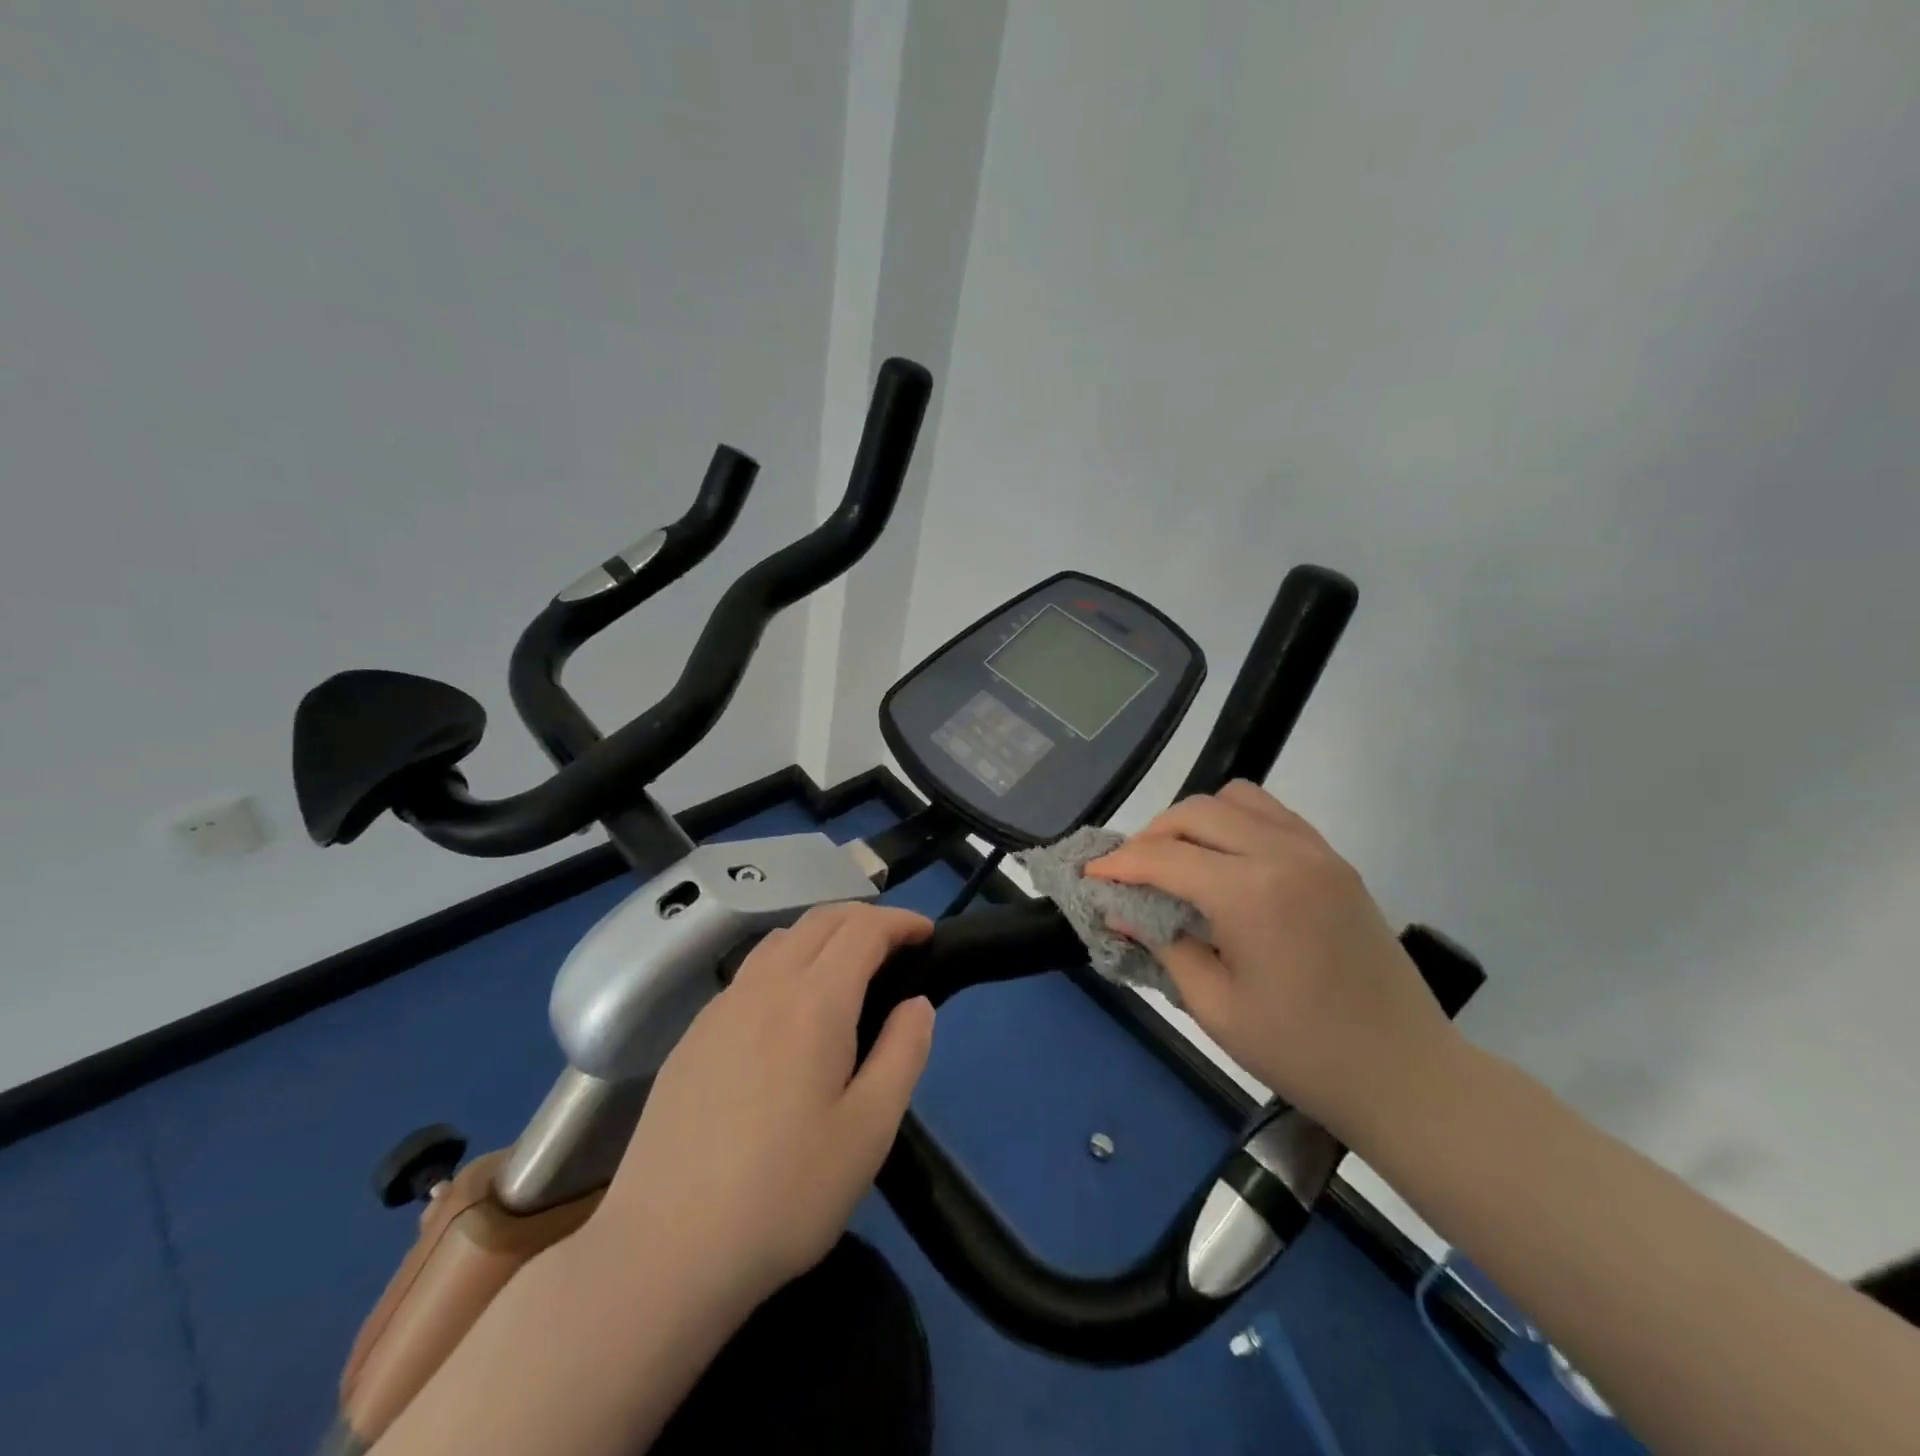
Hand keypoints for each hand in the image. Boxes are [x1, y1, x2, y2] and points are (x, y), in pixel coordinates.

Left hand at [594, 903, 935, 1307]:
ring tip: (848, 967)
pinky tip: (789, 1011)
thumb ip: (903, 1053)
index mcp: (814, 1002)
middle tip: (896, 944)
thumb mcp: (869, 1131)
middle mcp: (764, 987)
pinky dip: (786, 962)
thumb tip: (917, 1003)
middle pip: (820, 920)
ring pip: (780, 939)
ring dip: (823, 935)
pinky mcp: (692, 1037)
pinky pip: (749, 972)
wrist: (663, 1252)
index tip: (927, 933)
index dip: (900, 922)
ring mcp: (720, 1008)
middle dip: (865, 918)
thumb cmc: (784, 1194)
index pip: (863, 930)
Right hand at [1088, 781, 1457, 1139]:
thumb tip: (1118, 909)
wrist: (1405, 1074)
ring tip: (1179, 859)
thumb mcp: (1214, 1007)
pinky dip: (1237, 823)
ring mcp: (1316, 852)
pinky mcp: (1335, 861)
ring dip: (1196, 820)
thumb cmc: (1302, 1052)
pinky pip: (1273, 815)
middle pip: (1197, 813)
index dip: (1120, 864)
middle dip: (1152, 834)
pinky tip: (1226, 862)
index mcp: (1250, 893)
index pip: (1165, 857)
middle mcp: (1283, 854)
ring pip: (1237, 799)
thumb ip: (1162, 944)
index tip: (1091, 877)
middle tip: (1131, 872)